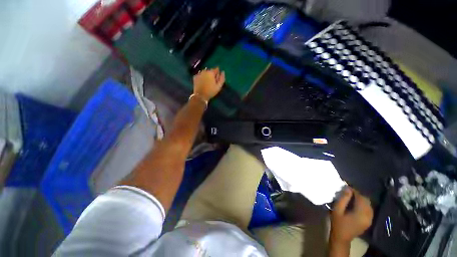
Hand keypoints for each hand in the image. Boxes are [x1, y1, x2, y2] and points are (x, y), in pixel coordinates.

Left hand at [193, 67, 224, 100]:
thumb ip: (222, 78)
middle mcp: (205, 71)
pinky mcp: (195, 77)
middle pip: (210, 71)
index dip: (218, 73)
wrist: (200, 96)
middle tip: (212, 81)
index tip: (218, 78)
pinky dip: (202, 77)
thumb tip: (223, 71)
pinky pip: (200, 75)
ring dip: (206, 75)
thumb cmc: (211, 91)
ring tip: (207, 82)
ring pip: (205, 72)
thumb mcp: (219, 86)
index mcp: (211, 72)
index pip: (216, 69)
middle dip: (212, 74)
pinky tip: (202, 82)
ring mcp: (199, 73)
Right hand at [330, 187, 373, 243]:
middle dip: (358, 194)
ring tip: (352, 197)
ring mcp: (370, 219)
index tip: (347, 187)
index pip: (361, 198)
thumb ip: (343, 199)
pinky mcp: (369, 221)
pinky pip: (369, 209)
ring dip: (361, 199)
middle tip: (348, 192)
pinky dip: (363, 204)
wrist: (342, 237)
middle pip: (366, 200)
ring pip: (369, 204)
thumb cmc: (338, 222)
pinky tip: (357, 204)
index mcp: (361, 213)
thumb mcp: (337, 209)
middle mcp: (368, 215)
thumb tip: (348, 188)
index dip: (354, 191)